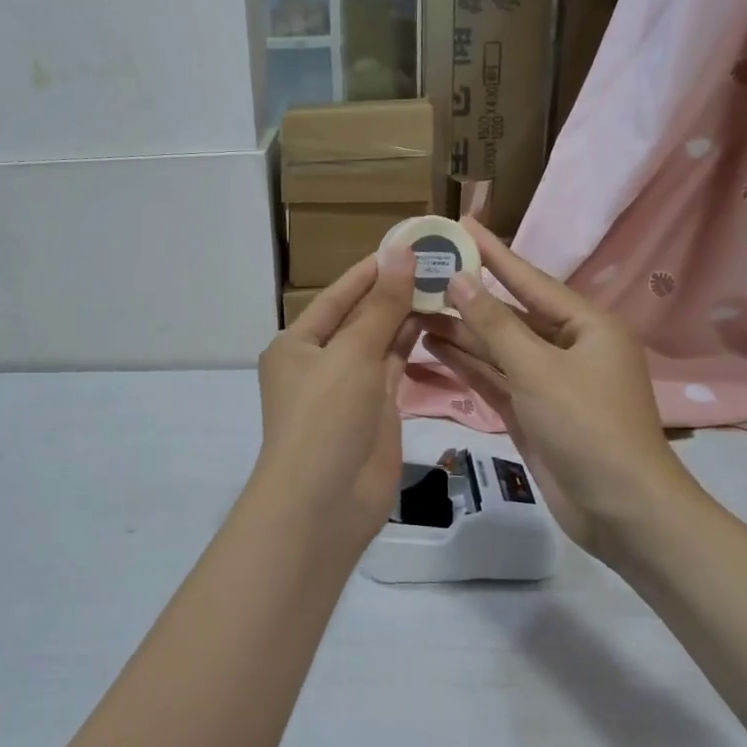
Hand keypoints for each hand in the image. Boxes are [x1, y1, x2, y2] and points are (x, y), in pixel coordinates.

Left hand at [250, 248, 418, 556]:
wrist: (325, 503)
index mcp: (298, 344)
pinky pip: (397, 370)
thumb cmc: (325, 418)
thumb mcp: (351, 354)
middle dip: (395, 293)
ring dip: (409, 318)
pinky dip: (415, 348)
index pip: (338, 296)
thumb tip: (400, 252)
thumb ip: (381, 306)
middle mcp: (321, 362)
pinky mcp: (376, 411)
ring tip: (448, 286)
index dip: (371, 270)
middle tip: (441, 262)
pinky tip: (441, 324)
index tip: (409, 244)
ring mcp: (350, 388)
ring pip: (382, 343)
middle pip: (361, 318)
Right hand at [416, 219, 697, 560]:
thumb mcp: (538, 369)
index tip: (462, 224)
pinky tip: (432, 347)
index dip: (494, 252)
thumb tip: (460, 280)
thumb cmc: (587, 427)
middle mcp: (568, 347)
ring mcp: (548, 382)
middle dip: (467, 297)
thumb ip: (494, 324)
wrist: (621, 510)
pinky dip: (466, 365)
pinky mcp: (532, 412)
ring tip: (414, 309)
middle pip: (509, 314)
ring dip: (460, 332)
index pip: (529, 279)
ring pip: (497, 348)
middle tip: (422, 273)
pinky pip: (495, 379)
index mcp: (586, 326)